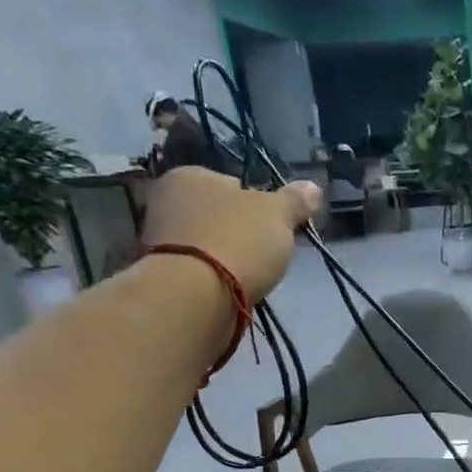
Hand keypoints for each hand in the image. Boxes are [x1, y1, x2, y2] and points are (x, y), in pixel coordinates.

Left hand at [143, 167, 320, 302]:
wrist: (194, 296)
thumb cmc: (237, 242)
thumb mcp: (278, 215)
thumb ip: (295, 201)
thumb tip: (313, 187)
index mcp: (190, 174)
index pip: (232, 184)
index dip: (258, 205)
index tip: (275, 227)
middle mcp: (166, 199)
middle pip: (217, 214)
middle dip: (239, 231)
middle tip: (264, 253)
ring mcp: (158, 238)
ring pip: (206, 242)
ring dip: (225, 256)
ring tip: (248, 276)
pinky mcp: (161, 274)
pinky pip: (197, 269)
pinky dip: (213, 277)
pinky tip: (229, 290)